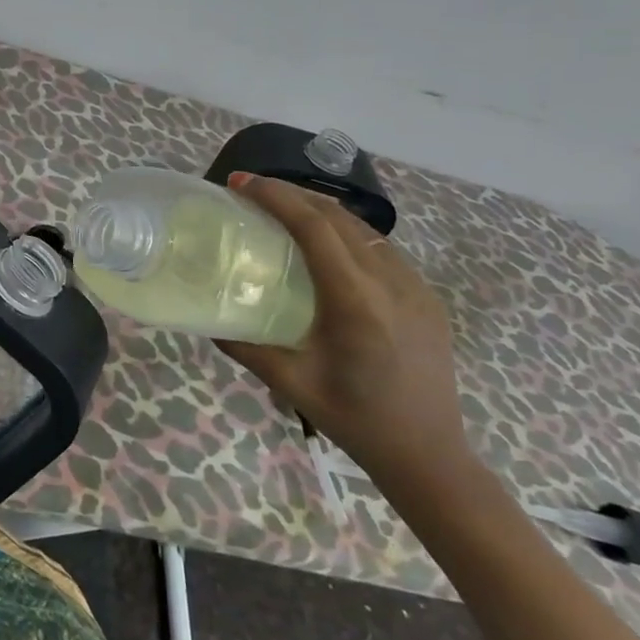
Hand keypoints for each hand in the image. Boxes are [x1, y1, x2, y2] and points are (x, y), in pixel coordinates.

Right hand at [217, 173, 469, 489]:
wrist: (430, 456)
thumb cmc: (356, 421)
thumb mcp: (291, 384)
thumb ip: (246, 347)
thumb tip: (208, 320)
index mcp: (355, 301)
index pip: (313, 226)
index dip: (275, 196)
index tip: (241, 184)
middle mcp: (390, 282)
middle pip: (337, 216)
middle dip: (291, 194)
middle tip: (251, 190)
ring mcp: (415, 286)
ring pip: (362, 228)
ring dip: (320, 209)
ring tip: (283, 210)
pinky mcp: (426, 296)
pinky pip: (381, 248)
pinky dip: (346, 232)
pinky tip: (326, 246)